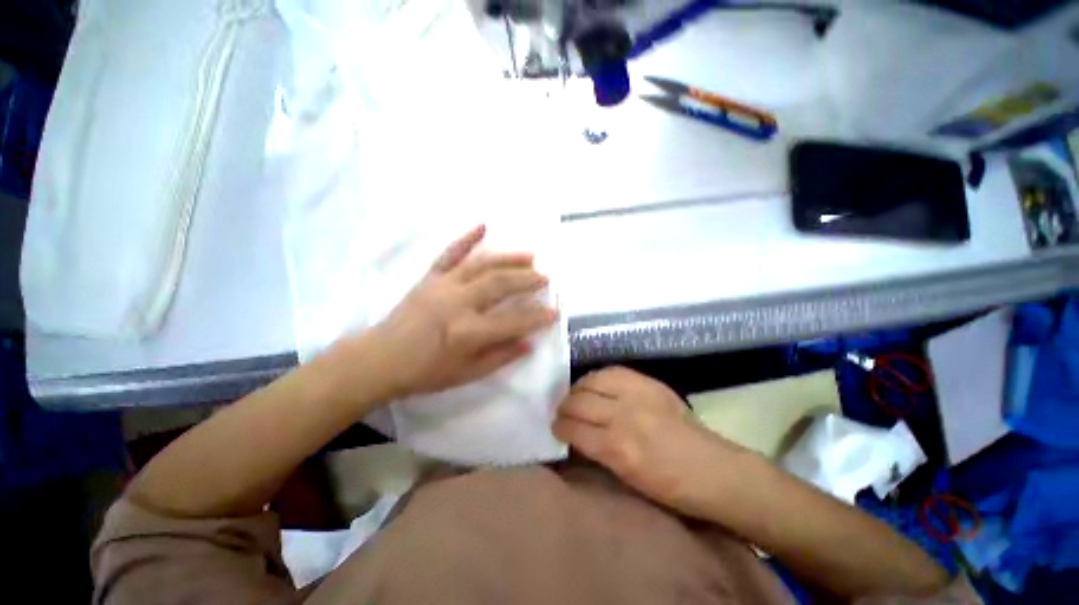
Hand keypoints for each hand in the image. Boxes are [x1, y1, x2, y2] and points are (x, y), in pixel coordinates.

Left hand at [344, 225, 557, 399]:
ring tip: (530, 256)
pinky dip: (467, 238)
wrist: (379, 359)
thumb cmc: (425, 372)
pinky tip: (483, 225)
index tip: (555, 312)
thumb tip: (529, 343)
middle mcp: (458, 303)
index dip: (537, 317)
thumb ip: (500, 357)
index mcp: (468, 332)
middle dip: (528, 280)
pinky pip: (450, 253)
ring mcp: (443, 285)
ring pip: (482, 265)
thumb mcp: (466, 375)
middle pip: (500, 284)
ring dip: (509, 258)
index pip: (513, 321)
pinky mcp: (430, 277)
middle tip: (546, 278)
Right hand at [553, 366, 749, 517]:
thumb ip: (598, 452)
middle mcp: (624, 417)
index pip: (575, 430)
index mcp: (618, 449)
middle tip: (562, 412)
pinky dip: (597, 377)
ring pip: (592, 381)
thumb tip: (575, 435)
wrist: (714, 470)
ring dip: (577, 389)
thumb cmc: (670, 487)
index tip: (555, 428)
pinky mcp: (649, 383)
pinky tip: (595, 383)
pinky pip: (612, 372)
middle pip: (580, 402)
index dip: (560, 428)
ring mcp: (638, 395)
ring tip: (575, 395)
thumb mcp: (627, 478)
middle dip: (564, 407)